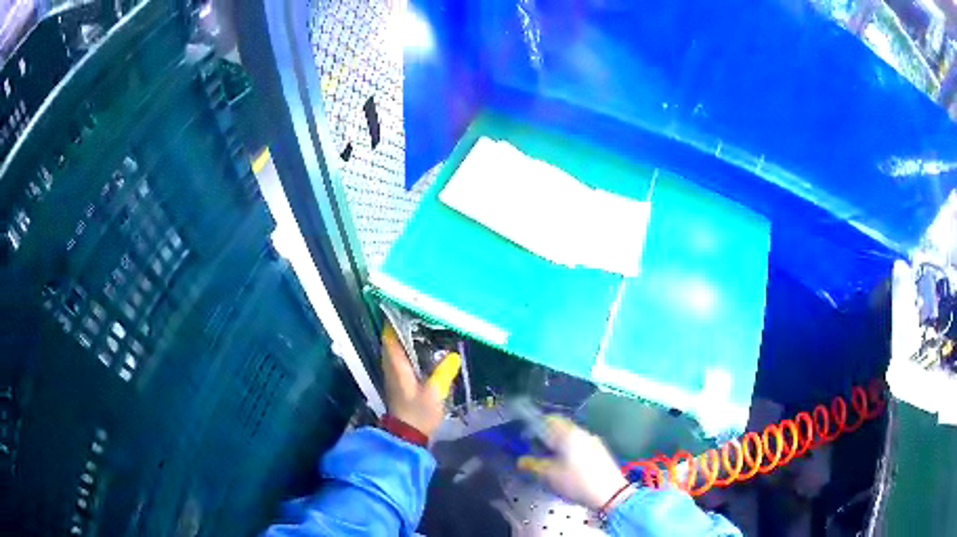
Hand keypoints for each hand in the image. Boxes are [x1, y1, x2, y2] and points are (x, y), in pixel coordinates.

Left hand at [381, 323, 460, 438]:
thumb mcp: (434, 393)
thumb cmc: (418, 412)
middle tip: (419, 314)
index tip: (405, 306)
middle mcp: (391, 366)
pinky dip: (408, 350)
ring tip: (423, 327)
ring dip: (404, 338)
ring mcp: (393, 374)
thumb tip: (453, 355)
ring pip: (395, 349)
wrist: (407, 434)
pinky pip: (400, 358)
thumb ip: (443, 373)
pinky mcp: (398, 381)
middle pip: (392, 340)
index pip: (390, 337)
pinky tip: (423, 349)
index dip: (394, 320)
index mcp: (397, 365)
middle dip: (401, 326)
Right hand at [518, 416, 631, 511]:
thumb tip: (521, 461)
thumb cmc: (577, 482)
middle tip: (536, 453)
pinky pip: (580, 445)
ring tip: (550, 462)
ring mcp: (594, 442)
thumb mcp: (550, 475)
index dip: (535, 426)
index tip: (527, 439)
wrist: (611, 494)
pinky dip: (570, 452)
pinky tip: (566, 467)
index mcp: (569, 434)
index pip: (549, 419)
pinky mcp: (600, 452)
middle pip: (560, 428)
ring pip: (571, 438)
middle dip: (546, 438)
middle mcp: (582, 433)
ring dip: (558, 446)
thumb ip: (533, 465)